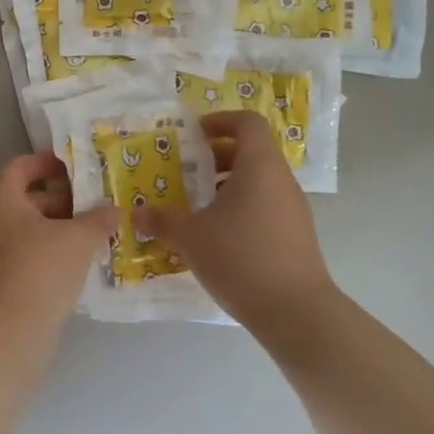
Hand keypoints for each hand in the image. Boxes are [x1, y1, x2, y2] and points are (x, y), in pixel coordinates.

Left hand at [0, 152, 116, 339]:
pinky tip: (79, 266)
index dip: (48, 162)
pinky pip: (25, 256)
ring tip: (96, 236)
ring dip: (59, 230)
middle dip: (63, 200)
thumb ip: (98, 219)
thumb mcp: (78, 239)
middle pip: (25, 198)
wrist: (5, 336)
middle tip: (97, 205)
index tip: (78, 168)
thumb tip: (115, 209)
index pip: (20, 166)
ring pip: (27, 230)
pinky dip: (49, 254)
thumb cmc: (39, 270)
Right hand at [133, 110, 337, 332]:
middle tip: (188, 171)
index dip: (221, 120)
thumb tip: (136, 212)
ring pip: (260, 181)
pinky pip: (267, 205)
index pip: (248, 122)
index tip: (195, 134)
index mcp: (259, 166)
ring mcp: (294, 208)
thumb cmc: (241, 258)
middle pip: (253, 151)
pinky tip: (219, 236)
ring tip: (199, 206)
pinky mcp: (297, 235)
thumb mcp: (191, 237)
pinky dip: (243, 207)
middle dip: (218, 156)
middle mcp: (281, 180)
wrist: (296, 312)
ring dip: (229, 184)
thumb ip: (162, 220)